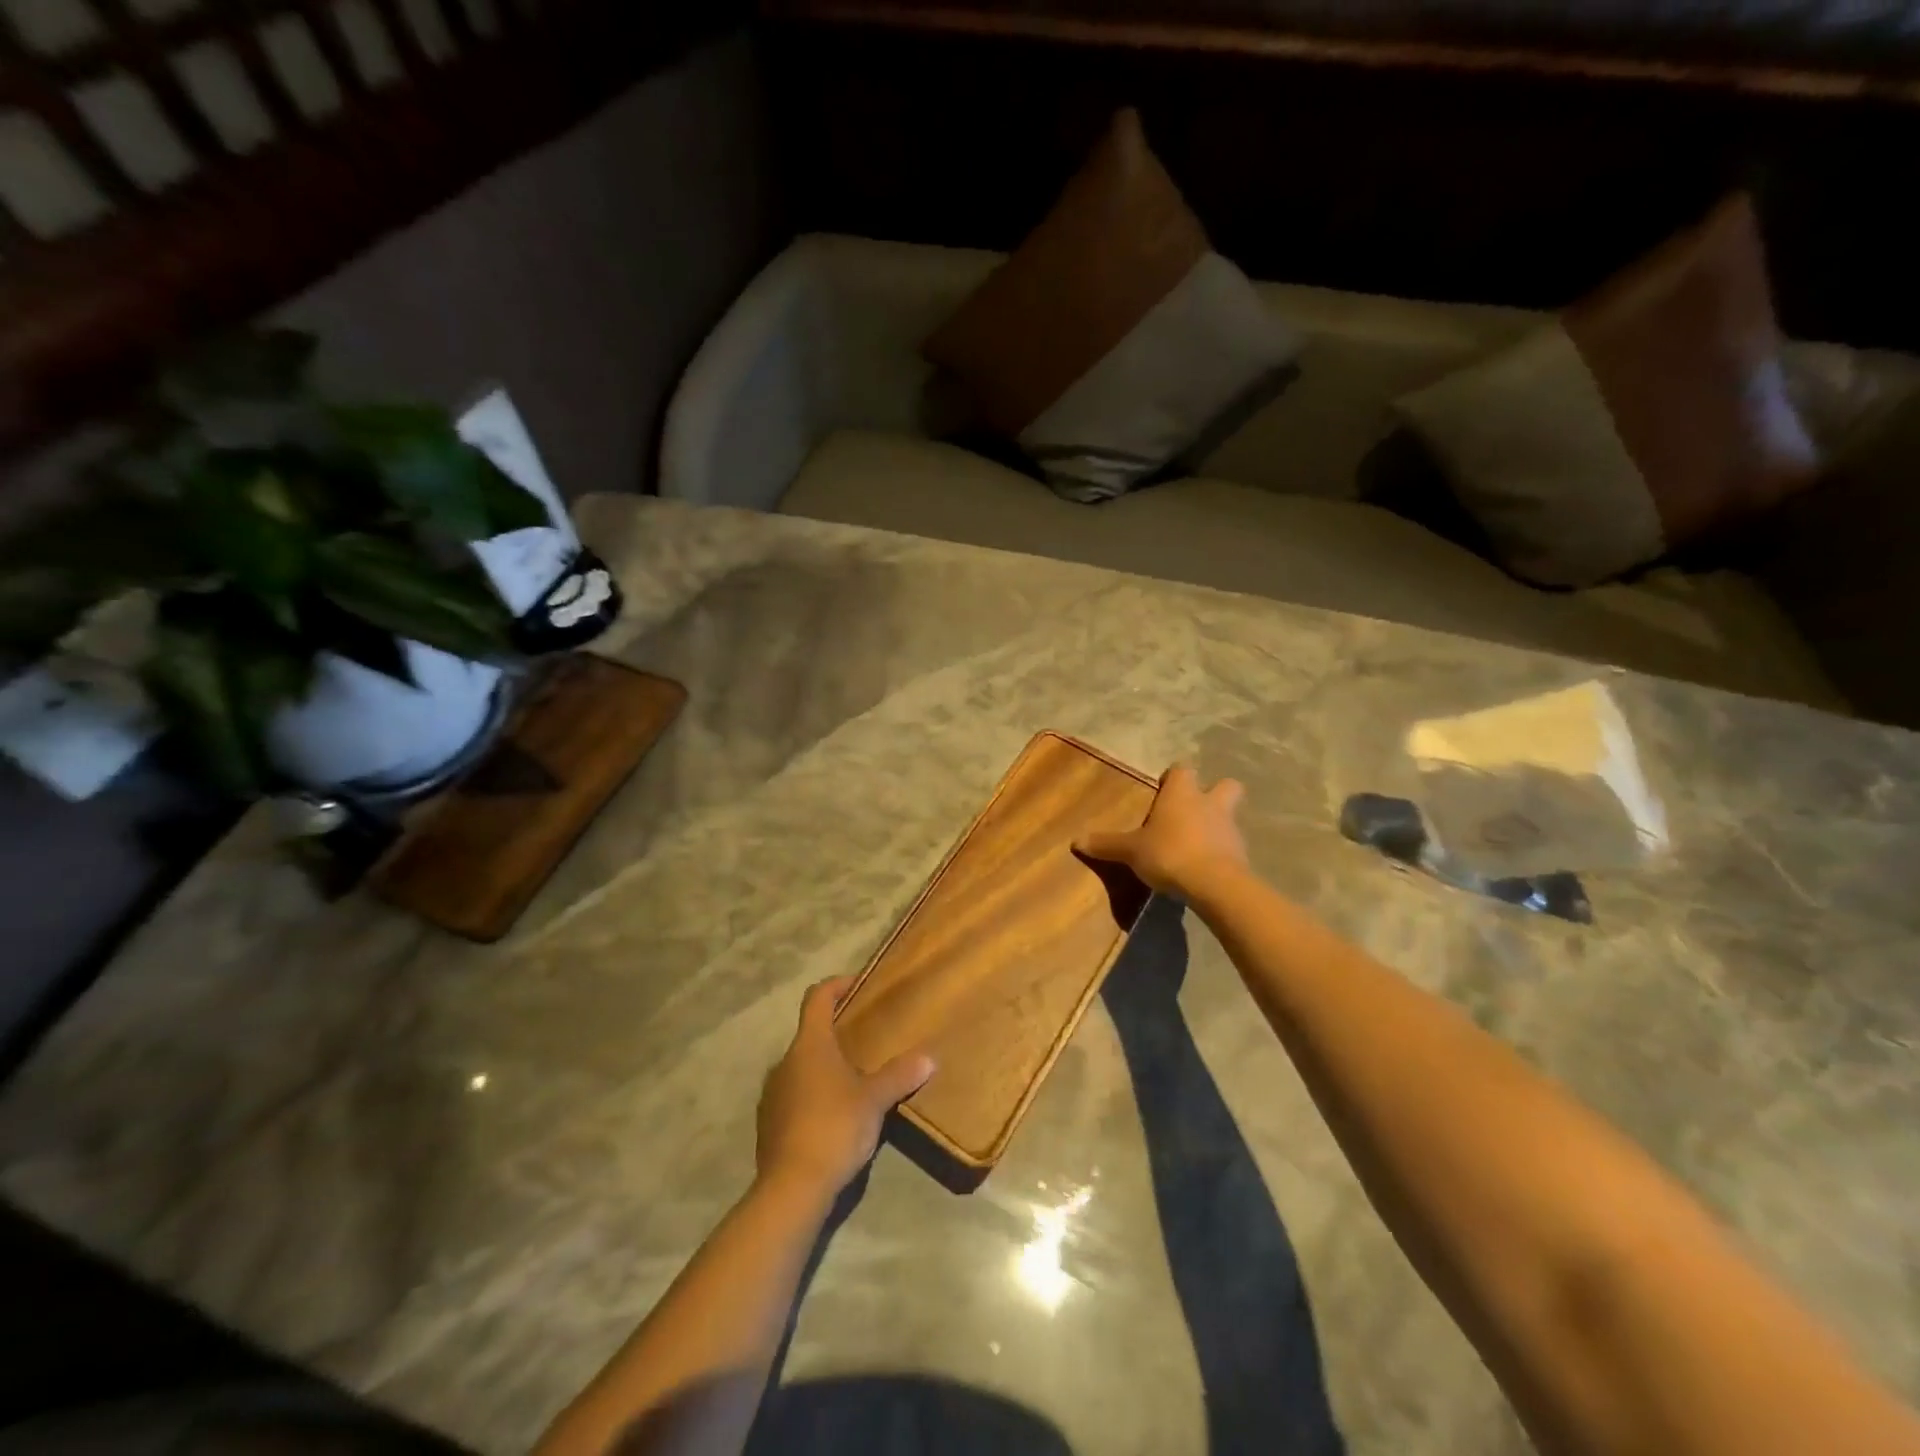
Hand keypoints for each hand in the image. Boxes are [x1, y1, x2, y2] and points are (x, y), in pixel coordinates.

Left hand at [756, 977, 935, 1199]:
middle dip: (838, 1031)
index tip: (859, 985)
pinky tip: (836, 1114)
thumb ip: (900, 1076)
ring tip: (856, 1079)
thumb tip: (929, 1058)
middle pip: (811, 1032)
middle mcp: (786, 1061)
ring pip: (803, 1065)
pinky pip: (795, 1094)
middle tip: (868, 1038)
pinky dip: (814, 1094)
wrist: (792, 1188)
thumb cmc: (834, 1128)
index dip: (837, 985)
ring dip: (826, 1066)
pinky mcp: (770, 1123)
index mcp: (810, 1045)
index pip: (817, 997)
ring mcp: (773, 1093)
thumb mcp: (874, 1100)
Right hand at [1075, 763, 1248, 897]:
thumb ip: (1106, 844)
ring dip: (1216, 825)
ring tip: (1195, 844)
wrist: (1215, 885)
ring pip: (1228, 816)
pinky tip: (1205, 867)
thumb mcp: (1131, 851)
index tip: (1163, 790)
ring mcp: (1230, 828)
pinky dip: (1221, 852)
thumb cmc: (1169, 853)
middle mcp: (1209, 803)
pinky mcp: (1241, 854)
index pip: (1182, 769)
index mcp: (1182, 793)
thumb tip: (1075, 841)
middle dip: (1213, 793)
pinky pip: (1231, 846)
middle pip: (1224, 785)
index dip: (1173, 778)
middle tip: (1193, 811)